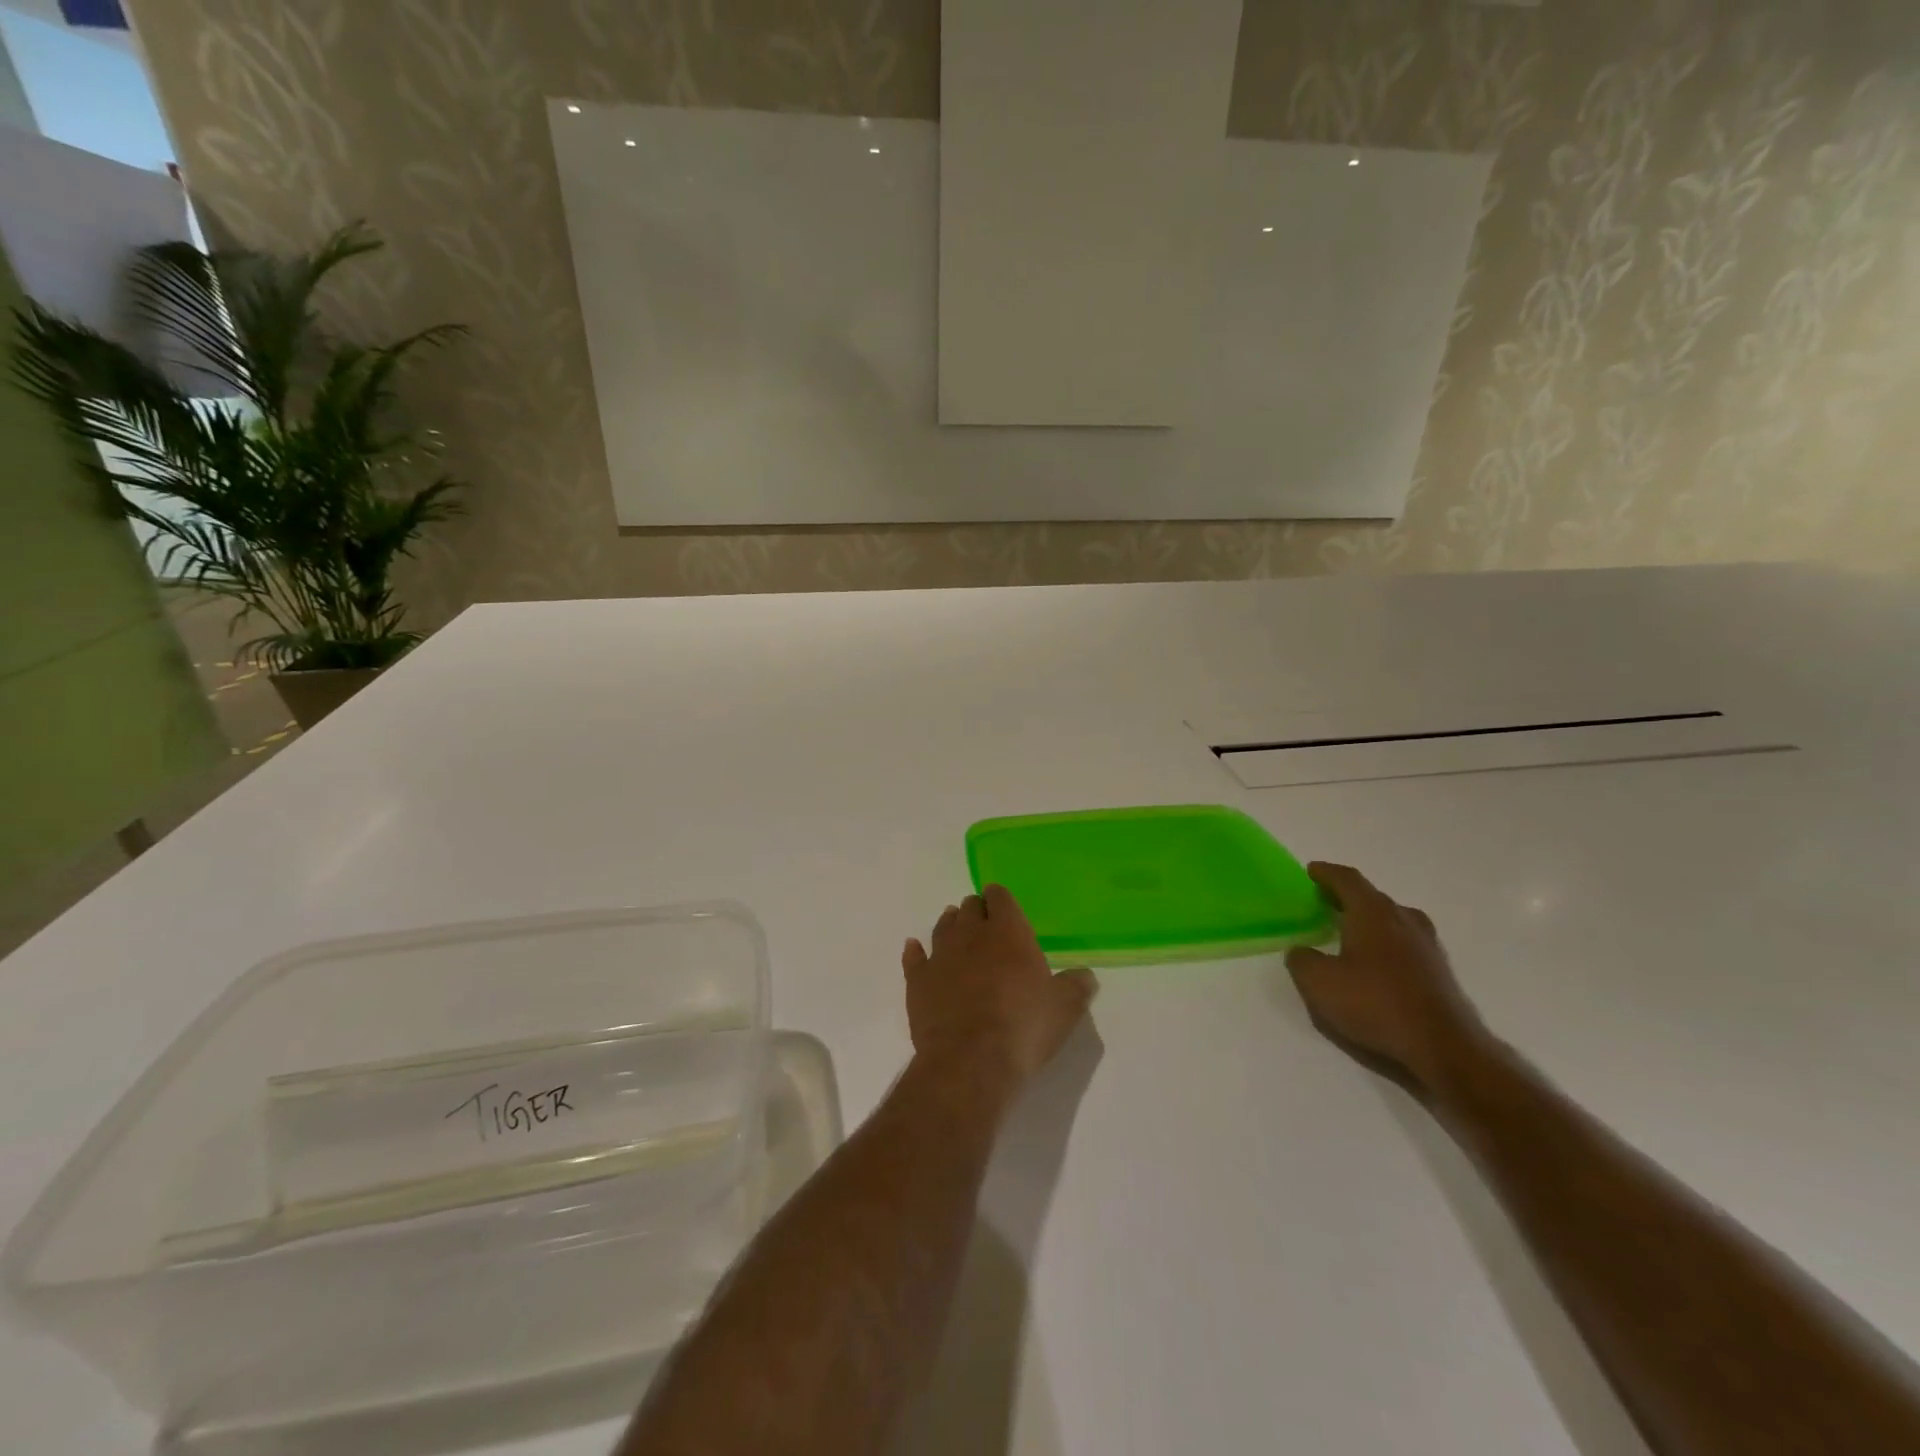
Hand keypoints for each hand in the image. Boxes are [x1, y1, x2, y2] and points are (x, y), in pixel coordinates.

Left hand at [903, 886, 1096, 1095]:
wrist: (970, 1060)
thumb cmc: (1023, 1027)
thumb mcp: (1065, 1008)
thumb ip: (1076, 986)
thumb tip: (1086, 975)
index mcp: (1008, 932)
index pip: (1001, 898)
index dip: (1001, 899)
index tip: (1002, 904)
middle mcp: (971, 934)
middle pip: (970, 908)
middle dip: (977, 910)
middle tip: (983, 920)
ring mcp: (940, 956)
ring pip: (943, 927)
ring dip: (950, 924)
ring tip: (954, 925)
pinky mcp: (918, 981)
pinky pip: (914, 957)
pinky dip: (915, 951)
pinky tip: (914, 948)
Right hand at [1284, 862, 1490, 1100]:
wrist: (1443, 1047)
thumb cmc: (1375, 1004)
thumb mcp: (1318, 982)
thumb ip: (1301, 960)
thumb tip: (1301, 951)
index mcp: (1372, 912)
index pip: (1347, 879)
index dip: (1327, 873)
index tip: (1311, 871)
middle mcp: (1403, 920)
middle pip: (1372, 897)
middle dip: (1347, 896)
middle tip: (1324, 902)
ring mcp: (1427, 945)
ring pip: (1393, 919)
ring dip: (1370, 919)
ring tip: (1350, 931)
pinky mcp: (1439, 971)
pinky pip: (1406, 943)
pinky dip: (1387, 942)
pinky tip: (1376, 963)